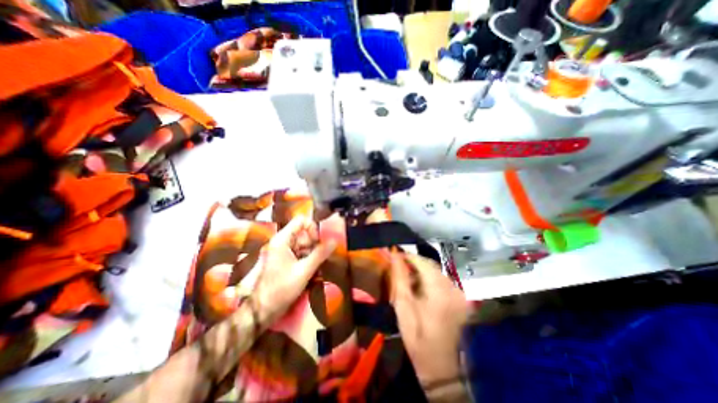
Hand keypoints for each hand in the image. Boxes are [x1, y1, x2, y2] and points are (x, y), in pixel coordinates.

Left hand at [250, 217, 335, 330]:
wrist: (262, 311)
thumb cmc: (281, 289)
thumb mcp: (304, 271)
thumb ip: (320, 254)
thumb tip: (334, 241)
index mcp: (282, 240)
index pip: (301, 221)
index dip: (313, 228)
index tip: (319, 242)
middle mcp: (282, 243)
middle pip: (304, 234)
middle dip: (315, 245)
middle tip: (321, 258)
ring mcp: (283, 252)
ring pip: (304, 245)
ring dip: (313, 254)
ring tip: (317, 267)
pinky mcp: (285, 261)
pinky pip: (301, 254)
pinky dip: (308, 260)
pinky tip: (312, 272)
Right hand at [391, 252, 468, 386]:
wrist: (443, 369)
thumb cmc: (418, 338)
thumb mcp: (403, 307)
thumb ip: (399, 279)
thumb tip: (394, 257)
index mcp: (439, 290)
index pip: (423, 262)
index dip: (408, 256)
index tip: (395, 254)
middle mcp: (453, 288)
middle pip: (431, 266)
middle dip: (415, 263)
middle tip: (399, 266)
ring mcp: (459, 294)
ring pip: (437, 272)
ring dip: (422, 272)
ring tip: (408, 278)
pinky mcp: (460, 299)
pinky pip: (443, 281)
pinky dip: (430, 280)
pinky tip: (421, 288)